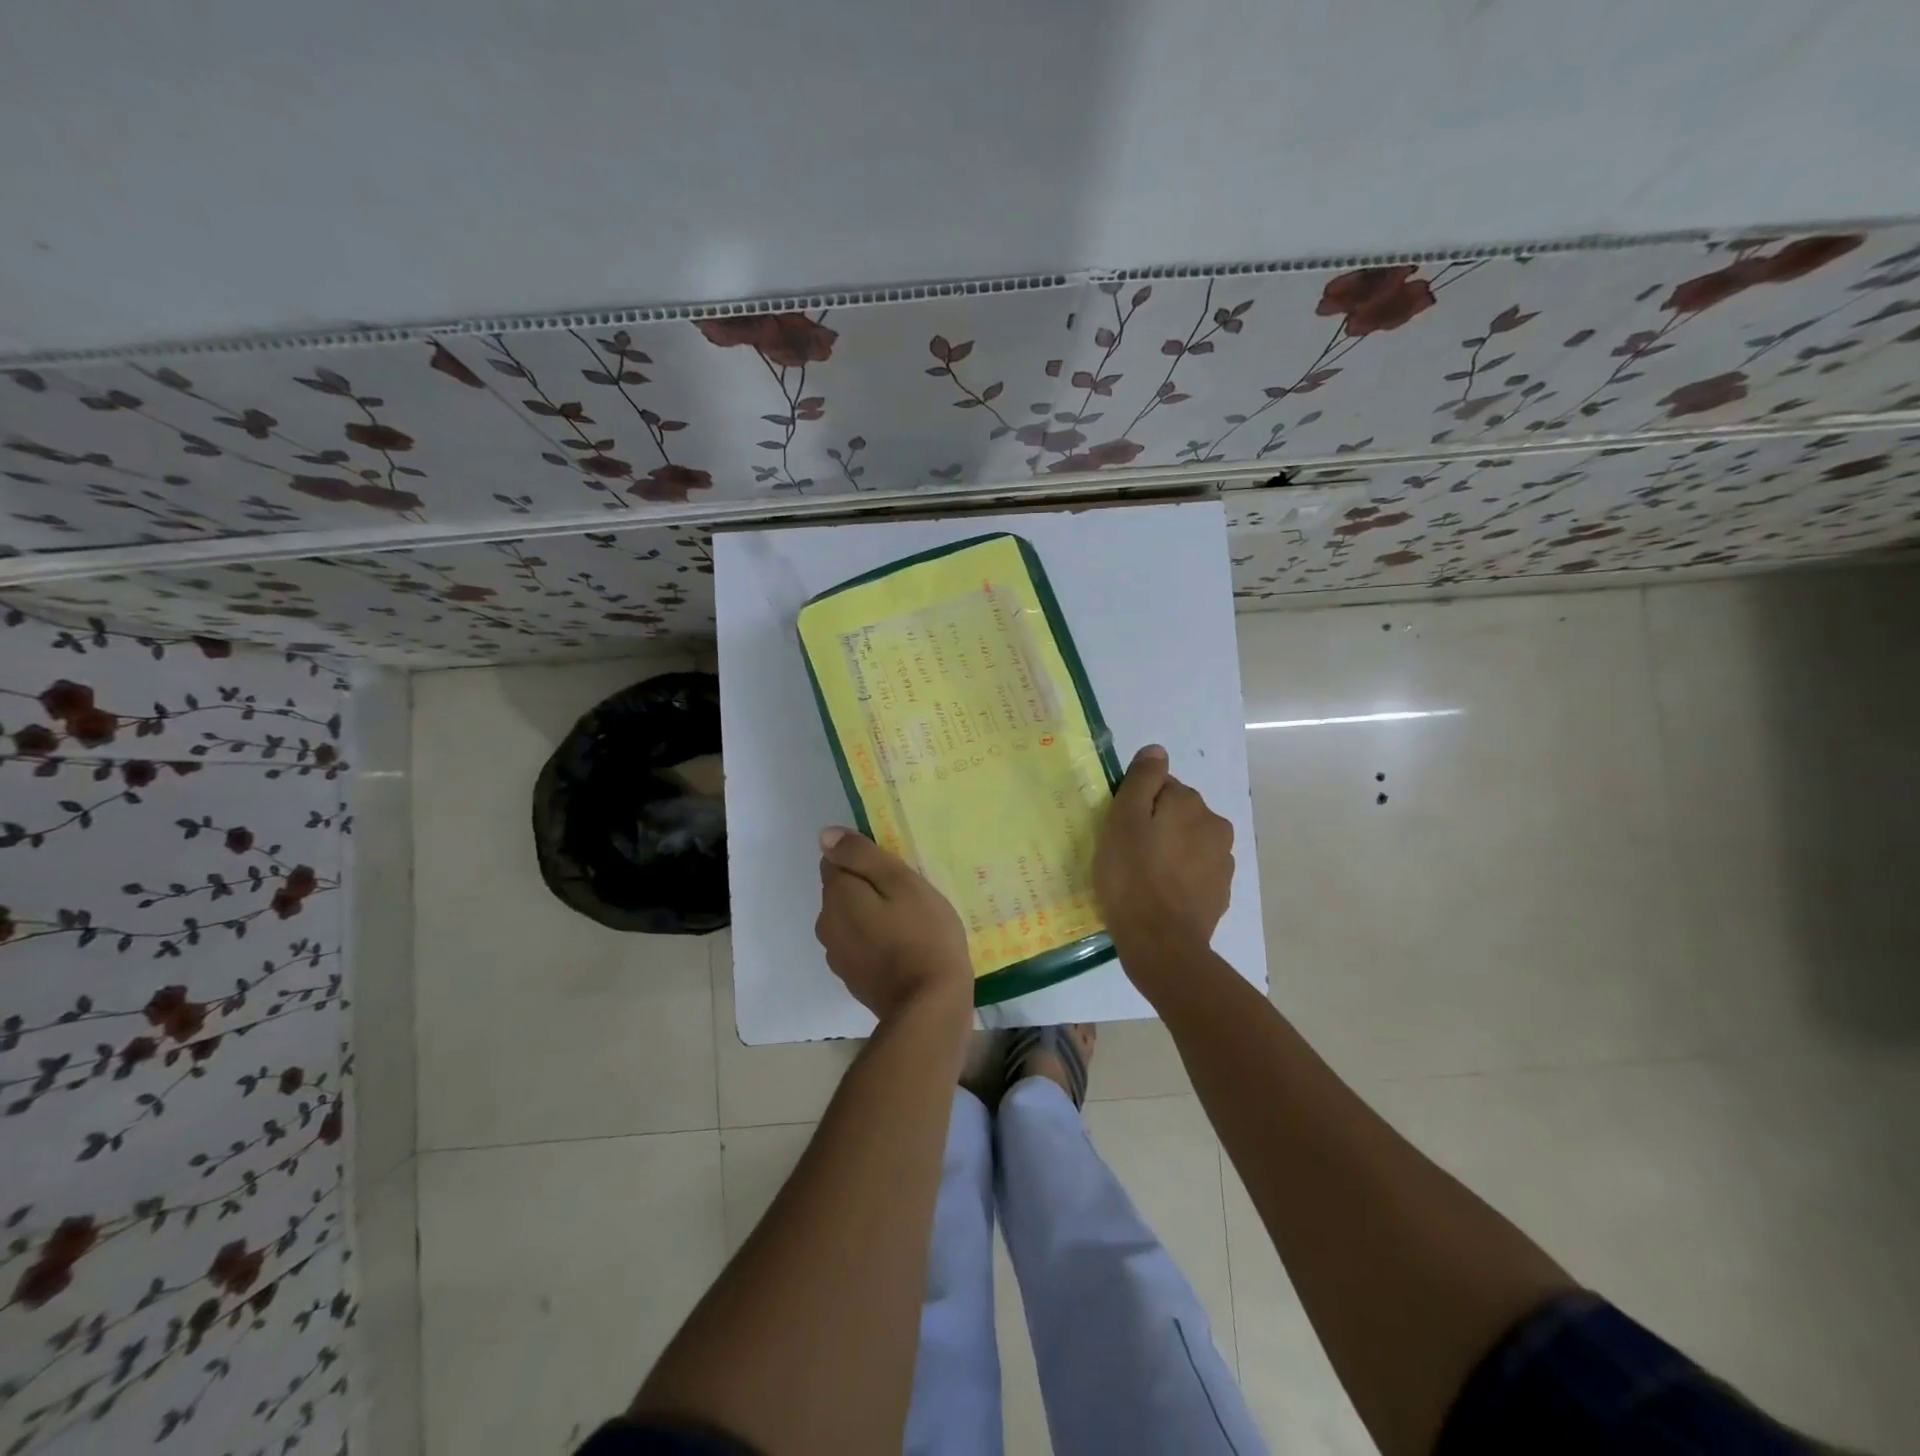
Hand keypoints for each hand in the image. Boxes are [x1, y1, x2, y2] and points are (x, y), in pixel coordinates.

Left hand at [815, 827, 973, 1023]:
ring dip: (871, 914)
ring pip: (851, 918)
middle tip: (908, 894)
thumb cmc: (923, 935)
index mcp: (837, 896)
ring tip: (909, 920)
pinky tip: (904, 946)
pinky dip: (875, 939)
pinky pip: (859, 944)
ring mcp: (837, 955)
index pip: (835, 860)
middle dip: (868, 887)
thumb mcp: (901, 883)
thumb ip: (862, 856)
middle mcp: (827, 924)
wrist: (930, 1006)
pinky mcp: (853, 978)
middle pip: (842, 890)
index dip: (865, 860)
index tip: (896, 870)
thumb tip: (825, 835)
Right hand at [1094, 744, 1234, 954]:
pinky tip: (1160, 895)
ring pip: (1188, 843)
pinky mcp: (1220, 892)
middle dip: (1156, 826)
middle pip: (1177, 813)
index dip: (1136, 806)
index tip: (1120, 830)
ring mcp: (1223, 862)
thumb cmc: (1132, 877)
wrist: (1161, 944)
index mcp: (1190, 803)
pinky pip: (1195, 872)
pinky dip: (1179, 877)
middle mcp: (1215, 825)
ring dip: (1170, 851)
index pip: (1160, 787)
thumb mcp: (1123, 820)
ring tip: (1143, 878)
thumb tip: (1157, 750)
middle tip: (1127, 854)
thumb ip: (1142, 779)